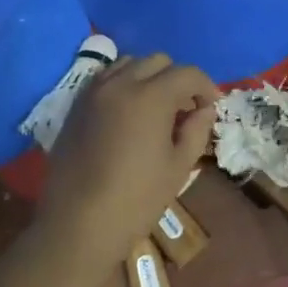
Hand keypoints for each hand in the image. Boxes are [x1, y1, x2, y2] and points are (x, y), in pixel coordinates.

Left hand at [41, 54, 217, 264]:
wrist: (78, 224)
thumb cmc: (136, 199)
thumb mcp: (178, 167)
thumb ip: (196, 130)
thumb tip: (204, 110)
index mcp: (150, 96)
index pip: (187, 74)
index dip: (206, 87)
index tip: (212, 108)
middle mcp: (120, 83)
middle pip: (158, 62)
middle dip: (178, 79)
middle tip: (185, 109)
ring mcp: (93, 92)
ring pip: (128, 64)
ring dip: (148, 77)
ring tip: (155, 107)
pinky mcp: (76, 105)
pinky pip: (105, 79)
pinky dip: (122, 84)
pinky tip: (127, 113)